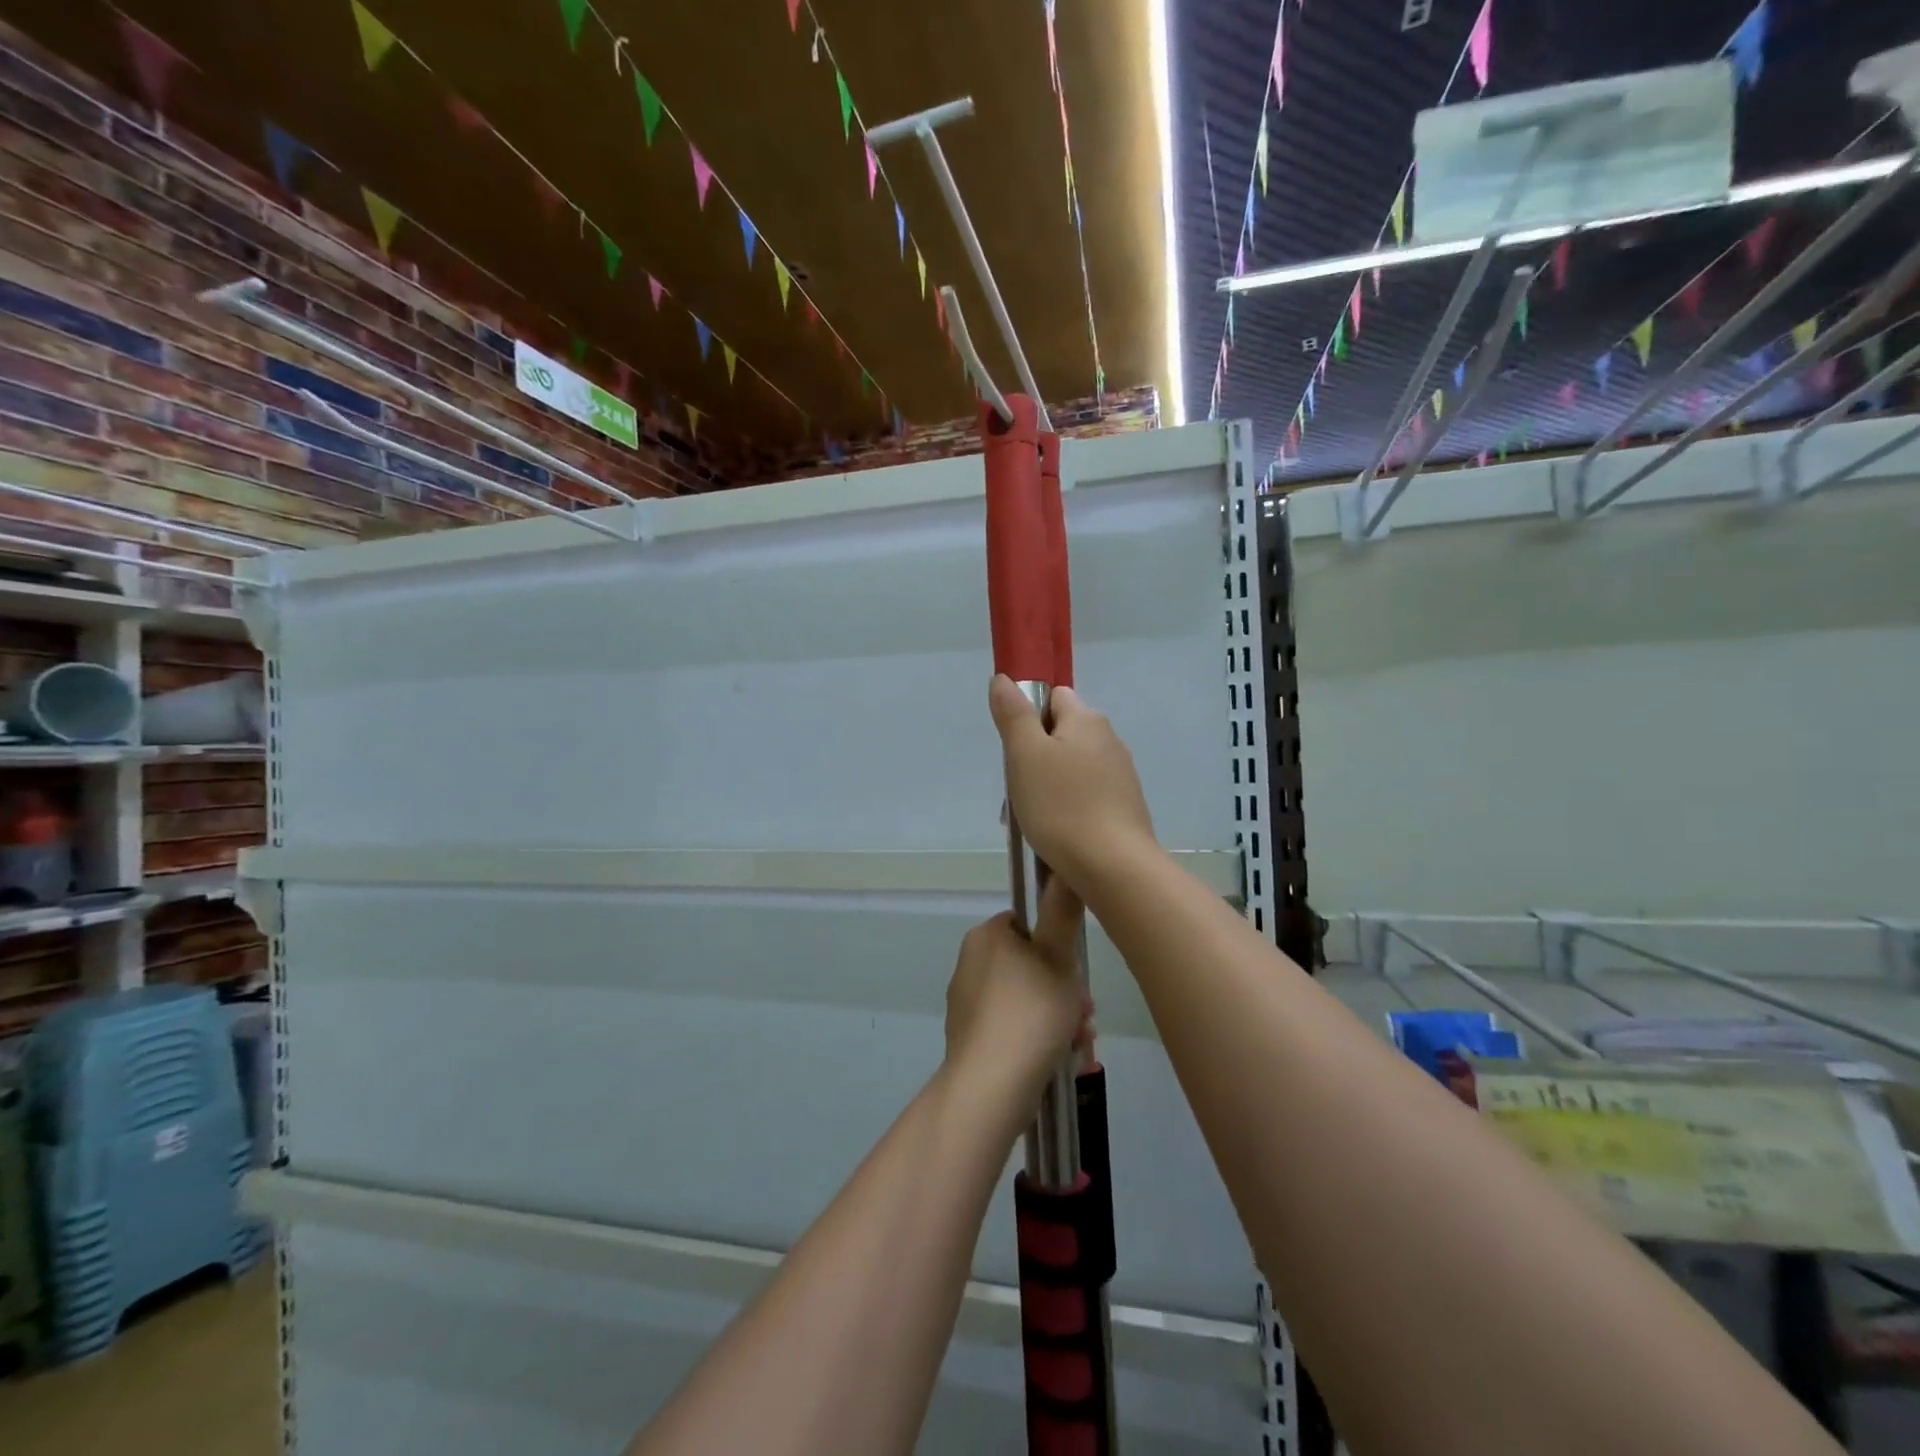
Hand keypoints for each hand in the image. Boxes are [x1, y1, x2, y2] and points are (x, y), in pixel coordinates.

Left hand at [944, 877, 1090, 1100]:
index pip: (1028, 925)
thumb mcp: (1059, 956)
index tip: (1079, 971)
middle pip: (1031, 966)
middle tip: (1087, 1013)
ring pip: (1027, 1000)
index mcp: (986, 937)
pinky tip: (1062, 1059)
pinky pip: (1014, 1029)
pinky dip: (1039, 1039)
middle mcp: (970, 964)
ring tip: (1080, 1042)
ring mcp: (967, 1004)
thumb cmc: (1030, 1012)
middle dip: (1065, 989)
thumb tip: (1064, 870)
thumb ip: (1063, 911)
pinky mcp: (971, 1039)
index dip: (1059, 946)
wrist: (992, 1086)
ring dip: (1058, 1016)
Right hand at [988, 675, 1156, 889]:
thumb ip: (1013, 714)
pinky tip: (1057, 834)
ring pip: (1073, 769)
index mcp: (1088, 720)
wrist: (1113, 867)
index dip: (1029, 717)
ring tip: (1033, 819)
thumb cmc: (1062, 805)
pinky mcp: (1126, 808)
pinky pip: (1087, 797)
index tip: (1015, 749)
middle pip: (1062, 735)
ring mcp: (1122, 776)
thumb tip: (1003, 679)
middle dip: (1035, 757)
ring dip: (1050, 786)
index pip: (1054, 698)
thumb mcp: (1025, 754)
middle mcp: (1110, 741)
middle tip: (1017, 789)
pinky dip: (1069, 808)